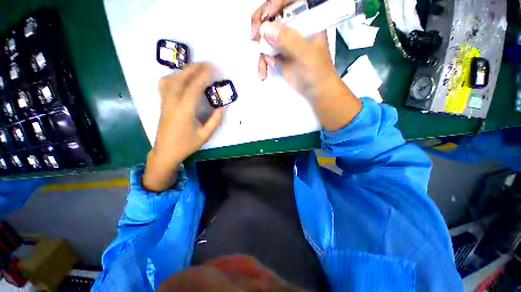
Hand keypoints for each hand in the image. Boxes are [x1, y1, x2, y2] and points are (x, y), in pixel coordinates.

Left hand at [143, 63, 224, 191]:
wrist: (166, 151)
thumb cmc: (186, 144)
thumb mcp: (205, 135)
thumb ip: (215, 120)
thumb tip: (223, 106)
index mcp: (184, 110)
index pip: (194, 87)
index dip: (204, 76)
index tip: (214, 69)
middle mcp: (172, 102)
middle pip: (182, 78)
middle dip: (196, 68)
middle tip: (209, 63)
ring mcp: (165, 101)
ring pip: (171, 78)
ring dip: (185, 70)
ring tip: (197, 68)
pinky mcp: (162, 102)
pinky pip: (165, 83)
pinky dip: (174, 75)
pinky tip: (181, 76)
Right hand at [251, 0, 337, 101]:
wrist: (316, 90)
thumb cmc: (317, 73)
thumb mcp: (306, 55)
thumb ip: (289, 41)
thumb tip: (265, 29)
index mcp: (306, 20)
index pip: (287, 3)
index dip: (273, 5)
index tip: (265, 18)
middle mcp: (294, 28)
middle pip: (272, 18)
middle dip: (261, 27)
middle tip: (254, 37)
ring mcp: (285, 43)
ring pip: (266, 37)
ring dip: (260, 50)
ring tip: (263, 66)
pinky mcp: (279, 56)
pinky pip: (265, 54)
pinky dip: (262, 62)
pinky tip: (264, 71)